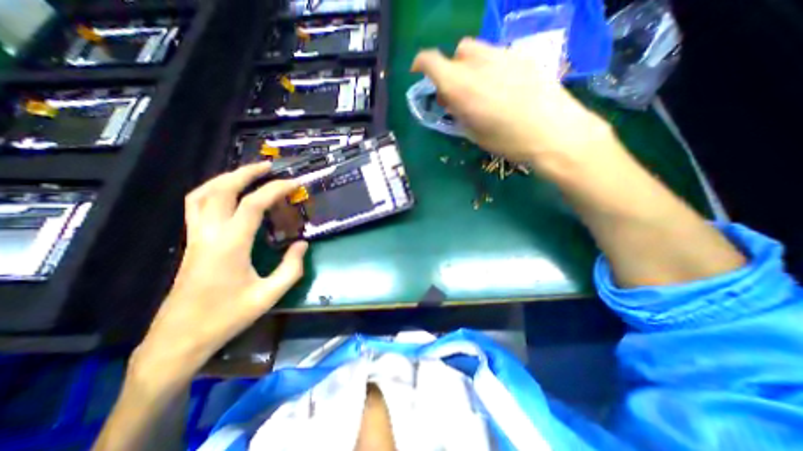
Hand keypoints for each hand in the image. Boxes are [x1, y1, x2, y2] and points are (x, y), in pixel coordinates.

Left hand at [132, 163, 306, 380]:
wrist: (180, 338)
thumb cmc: (228, 317)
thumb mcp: (269, 295)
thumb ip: (291, 268)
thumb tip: (302, 244)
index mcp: (230, 245)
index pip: (253, 204)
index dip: (276, 189)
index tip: (294, 183)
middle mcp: (208, 234)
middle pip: (221, 190)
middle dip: (246, 173)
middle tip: (269, 166)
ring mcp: (195, 237)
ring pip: (201, 194)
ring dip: (225, 178)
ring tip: (248, 173)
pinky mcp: (191, 243)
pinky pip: (196, 206)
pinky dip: (212, 191)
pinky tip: (227, 195)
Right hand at [413, 37, 616, 174]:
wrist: (552, 132)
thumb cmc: (507, 140)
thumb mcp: (473, 132)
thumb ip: (457, 110)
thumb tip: (449, 98)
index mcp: (461, 86)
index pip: (431, 61)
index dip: (421, 63)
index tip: (419, 72)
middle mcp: (478, 63)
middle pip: (458, 51)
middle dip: (452, 68)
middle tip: (458, 90)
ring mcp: (503, 55)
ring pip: (478, 50)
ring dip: (471, 65)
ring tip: (480, 88)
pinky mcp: (522, 56)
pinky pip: (497, 55)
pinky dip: (490, 66)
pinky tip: (501, 86)